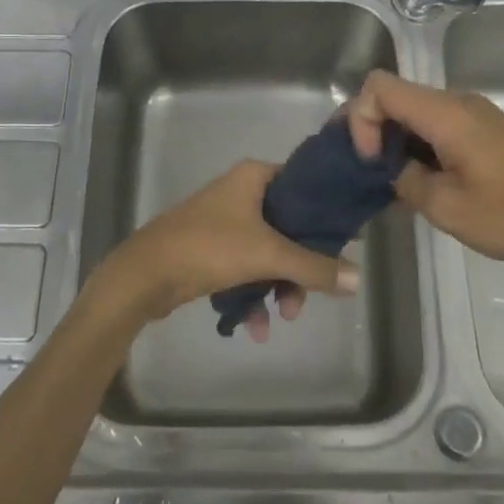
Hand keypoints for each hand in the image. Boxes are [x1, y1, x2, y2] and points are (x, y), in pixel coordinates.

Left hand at [86, 160, 358, 341]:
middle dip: (299, 266)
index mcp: (254, 177)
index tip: (345, 242)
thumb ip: (314, 267)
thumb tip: (359, 279)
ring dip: (278, 285)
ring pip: (268, 251)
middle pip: (289, 225)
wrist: (143, 275)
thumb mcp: (267, 255)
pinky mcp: (210, 248)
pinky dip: (253, 292)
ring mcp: (224, 220)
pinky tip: (255, 326)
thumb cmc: (208, 248)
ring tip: (283, 316)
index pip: (304, 185)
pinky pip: (245, 267)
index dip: (326, 213)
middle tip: (306, 295)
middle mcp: (240, 192)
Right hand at [346, 70, 503, 288]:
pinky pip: (437, 126)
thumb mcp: (447, 208)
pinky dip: (417, 147)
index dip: (360, 118)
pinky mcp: (485, 131)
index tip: (370, 162)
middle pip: (395, 97)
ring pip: (415, 113)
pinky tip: (420, 183)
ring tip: (390, 184)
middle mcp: (458, 103)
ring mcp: (474, 115)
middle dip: (371, 130)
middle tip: (364, 173)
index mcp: (446, 113)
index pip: (379, 87)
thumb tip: (390, 168)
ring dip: (395, 142)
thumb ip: (405, 180)